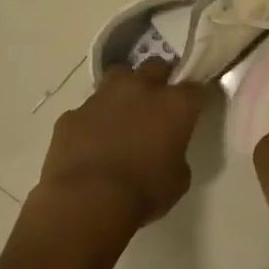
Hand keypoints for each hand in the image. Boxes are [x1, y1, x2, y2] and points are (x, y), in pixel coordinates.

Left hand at [37, 62, 211, 228]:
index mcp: (175, 105)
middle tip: (159, 102)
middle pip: (156, 67)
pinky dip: (93, 121)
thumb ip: (177, 153)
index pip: (195, 88)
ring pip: (118, 77)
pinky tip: (92, 142)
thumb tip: (168, 149)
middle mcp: (140, 90)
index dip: (195, 97)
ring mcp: (102, 98)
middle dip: (160, 79)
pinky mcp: (72, 115)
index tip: (193, 108)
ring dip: (124, 90)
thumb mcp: (178, 178)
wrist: (87, 201)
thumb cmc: (144, 192)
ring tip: (123, 113)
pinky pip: (87, 110)